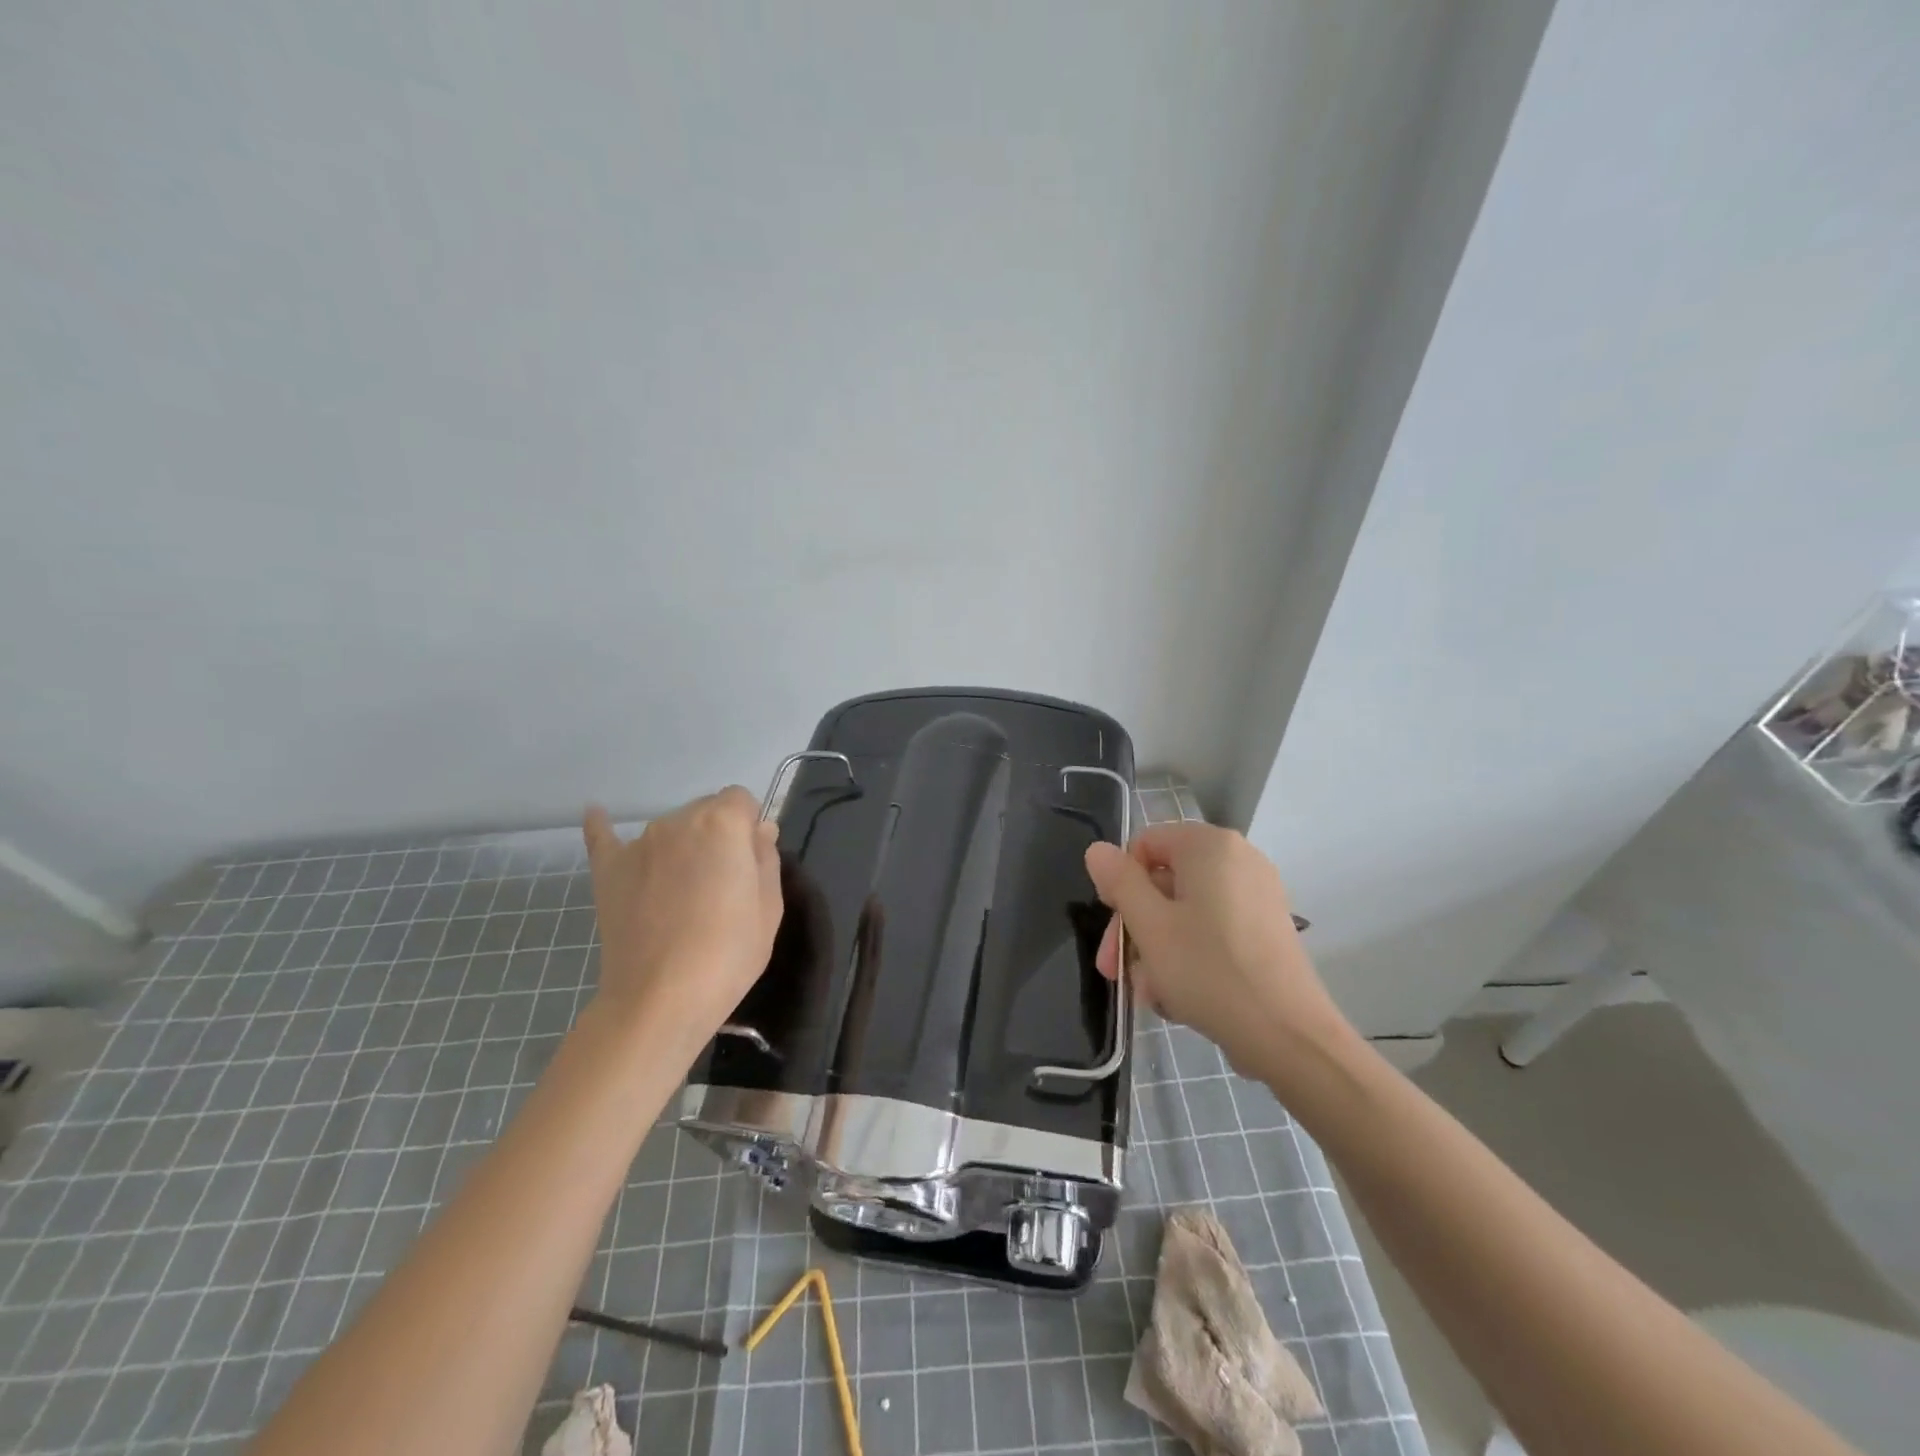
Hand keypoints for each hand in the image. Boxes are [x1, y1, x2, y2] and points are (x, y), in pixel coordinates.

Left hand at [582, 788, 781, 1045]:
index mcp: (723, 823)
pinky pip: (604, 836)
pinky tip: (597, 814)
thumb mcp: (769, 907)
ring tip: (681, 892)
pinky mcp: (608, 869)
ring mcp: (639, 844)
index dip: (750, 830)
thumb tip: (759, 831)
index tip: (750, 865)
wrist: (661, 999)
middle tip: (721, 885)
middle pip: (705, 811)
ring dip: (682, 846)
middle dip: (718, 836)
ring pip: (670, 829)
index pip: (742, 801)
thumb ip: (766, 858)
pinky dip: (604, 826)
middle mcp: (678, 821)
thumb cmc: (728, 953)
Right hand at [1084, 823, 1353, 1079]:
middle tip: (1115, 971)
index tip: (1112, 928)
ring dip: (1157, 950)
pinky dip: (1189, 957)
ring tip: (1150, 994)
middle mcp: (1238, 860)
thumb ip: (1119, 882)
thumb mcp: (1149, 925)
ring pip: (1185, 913)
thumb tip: (1098, 850)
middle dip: (1135, 927)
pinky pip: (1213, 931)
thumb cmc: (1208, 970)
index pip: (1145, 845)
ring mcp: (1257, 896)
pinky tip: (1178, 997)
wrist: (1289, 1037)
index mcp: (1210, 846)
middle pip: (1165, 882)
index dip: (1120, 883)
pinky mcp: (1267, 930)